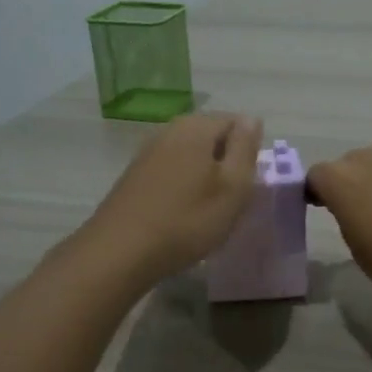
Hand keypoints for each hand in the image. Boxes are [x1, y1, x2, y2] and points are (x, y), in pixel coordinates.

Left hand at [82, 113, 264, 283]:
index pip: (237, 122)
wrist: (120, 252)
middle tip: (232, 198)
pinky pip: (172, 171)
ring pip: (191, 155)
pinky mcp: (135, 175)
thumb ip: (245, 148)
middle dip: (227, 162)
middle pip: (212, 137)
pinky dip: (184, 186)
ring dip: (205, 176)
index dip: (249, 150)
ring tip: (209, 209)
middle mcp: (169, 130)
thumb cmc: (187, 220)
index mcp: (196, 127)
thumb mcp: (233, 187)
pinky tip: (183, 213)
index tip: (247, 182)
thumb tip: (251, 119)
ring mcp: (148, 152)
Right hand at [306, 148, 371, 303]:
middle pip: (352, 164)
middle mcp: (370, 160)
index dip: (319, 191)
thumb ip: (350, 220)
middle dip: (354, 182)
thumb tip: (358, 211)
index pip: (317, 176)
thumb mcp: (358, 249)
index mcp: (340, 181)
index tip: (326, 207)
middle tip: (364, 211)